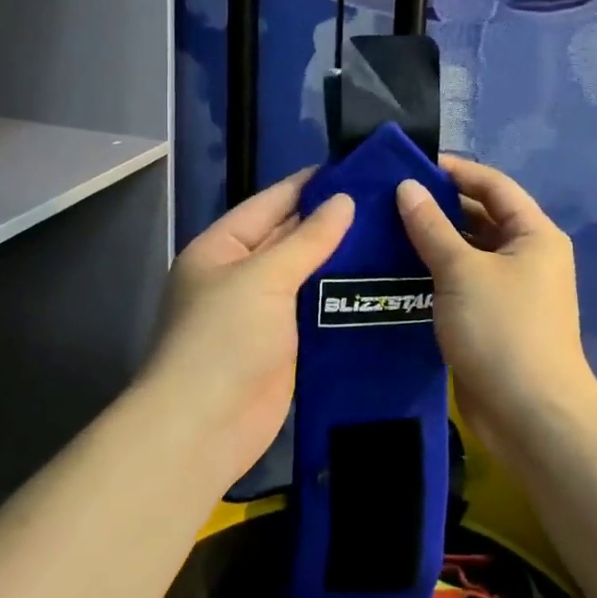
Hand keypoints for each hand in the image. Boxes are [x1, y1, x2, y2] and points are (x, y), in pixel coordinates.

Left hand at [141, 171, 353, 490]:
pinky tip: (378, 283)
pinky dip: (341, 298)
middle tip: (385, 201)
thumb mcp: (264, 278)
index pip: (270, 203)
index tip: (353, 168)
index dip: (308, 185)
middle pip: (289, 238)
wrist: (204, 428)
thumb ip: (307, 239)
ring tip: (392, 234)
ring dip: (341, 259)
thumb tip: (344, 201)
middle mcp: (240, 275)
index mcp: (222, 248)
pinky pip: (316, 311)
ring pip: (307, 275)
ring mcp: (262, 313)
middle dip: (330, 220)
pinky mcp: (285, 346)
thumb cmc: (224, 339)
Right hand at [397, 157, 596, 460]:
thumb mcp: (461, 270)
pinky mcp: (494, 318)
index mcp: (534, 234)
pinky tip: (398, 269)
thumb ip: (430, 225)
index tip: (411, 166)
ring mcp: (511, 289)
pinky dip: (435, 272)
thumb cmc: (501, 330)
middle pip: (480, 216)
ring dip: (433, 241)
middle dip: (438, 206)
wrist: (530, 416)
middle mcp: (527, 255)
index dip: (455, 171)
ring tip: (384, 228)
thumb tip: (406, 186)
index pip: (493, 185)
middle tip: (388, 199)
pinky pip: (462, 282)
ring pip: (468, 251)